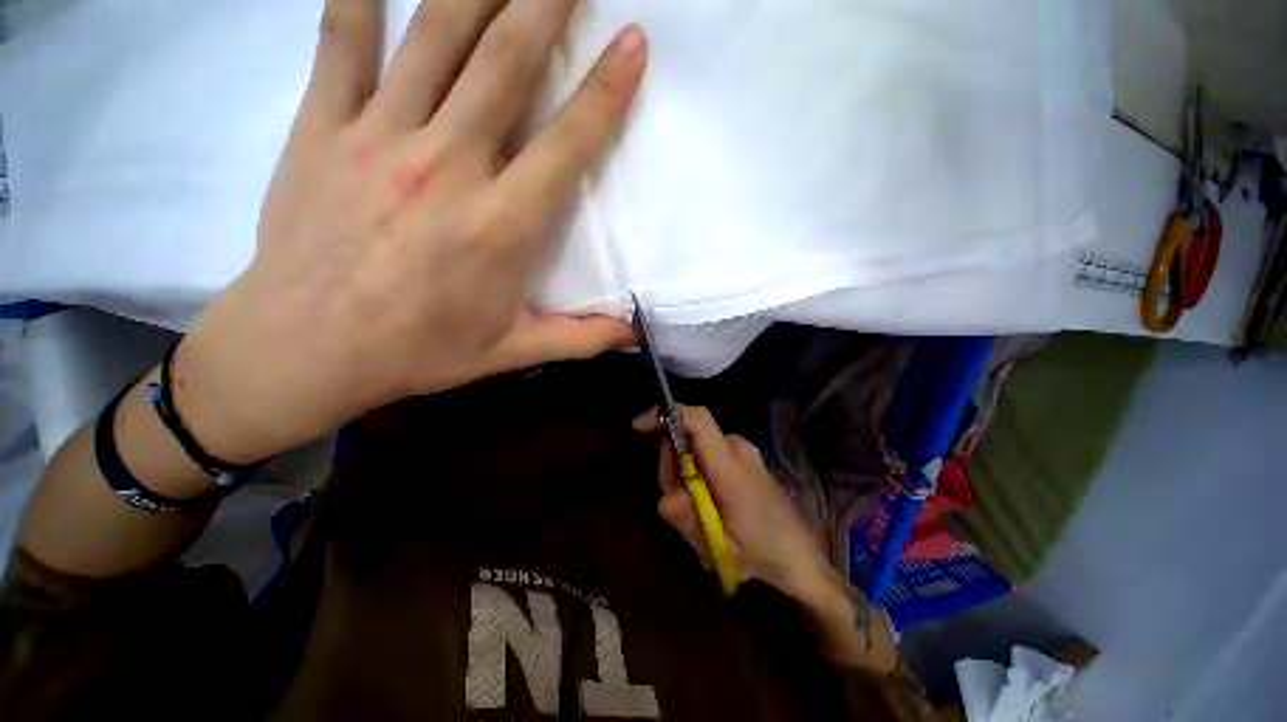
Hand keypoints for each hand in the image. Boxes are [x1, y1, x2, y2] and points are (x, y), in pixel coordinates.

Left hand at [175, 0, 647, 462]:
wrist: (307, 348)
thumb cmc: (419, 352)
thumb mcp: (512, 352)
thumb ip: (579, 339)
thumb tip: (632, 335)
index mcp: (500, 225)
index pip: (566, 145)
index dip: (604, 92)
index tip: (632, 43)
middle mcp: (447, 166)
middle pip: (504, 64)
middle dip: (545, 5)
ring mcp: (378, 137)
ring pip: (434, 37)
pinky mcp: (321, 128)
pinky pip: (341, 44)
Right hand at [633, 406, 832, 601]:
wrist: (800, 555)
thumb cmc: (761, 553)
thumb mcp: (719, 549)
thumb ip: (690, 523)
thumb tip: (665, 498)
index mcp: (731, 467)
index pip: (698, 420)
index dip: (667, 415)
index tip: (639, 426)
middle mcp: (737, 447)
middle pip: (688, 435)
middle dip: (671, 461)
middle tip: (676, 501)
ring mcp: (743, 449)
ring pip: (695, 444)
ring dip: (682, 469)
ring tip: (696, 508)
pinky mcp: (744, 454)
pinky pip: (708, 450)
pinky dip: (696, 468)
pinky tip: (706, 500)